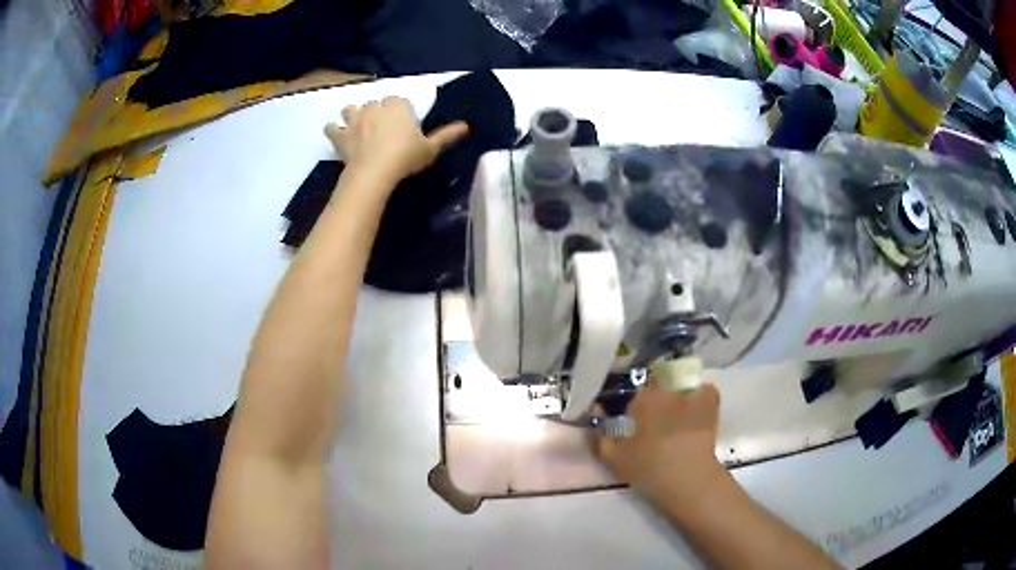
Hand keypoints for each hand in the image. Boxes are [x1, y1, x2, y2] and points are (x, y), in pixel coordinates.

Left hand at [324, 96, 468, 188]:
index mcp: (397, 106)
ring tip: (358, 127)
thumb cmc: (405, 158)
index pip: (399, 101)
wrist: (374, 173)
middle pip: (375, 103)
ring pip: (351, 109)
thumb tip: (466, 126)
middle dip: (377, 112)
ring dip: (353, 115)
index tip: (404, 125)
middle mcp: (374, 107)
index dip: (400, 112)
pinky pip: (332, 128)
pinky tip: (338, 136)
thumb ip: (446, 136)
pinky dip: (334, 131)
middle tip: (383, 129)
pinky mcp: (340, 135)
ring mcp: (354, 119)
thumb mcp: (430, 148)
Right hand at [594, 381, 723, 504]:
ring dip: (679, 395)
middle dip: (657, 397)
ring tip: (678, 415)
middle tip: (656, 418)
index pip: (636, 390)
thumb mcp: (612, 457)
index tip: (635, 418)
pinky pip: (705, 390)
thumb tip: (595, 410)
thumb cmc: (648, 468)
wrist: (689, 478)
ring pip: (682, 385)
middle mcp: (667, 389)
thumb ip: (599, 434)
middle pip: (660, 384)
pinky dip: (701, 396)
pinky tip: (697, 412)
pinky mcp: (711, 403)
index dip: (636, 403)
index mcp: (643, 400)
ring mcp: (692, 394)